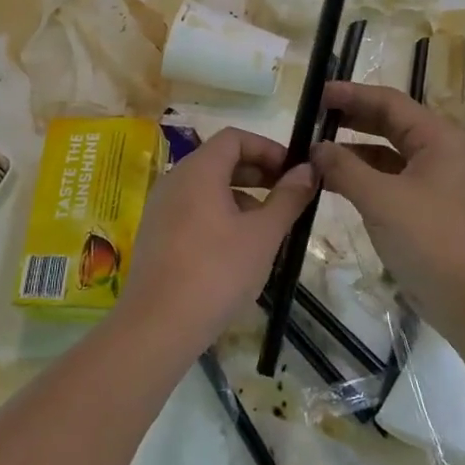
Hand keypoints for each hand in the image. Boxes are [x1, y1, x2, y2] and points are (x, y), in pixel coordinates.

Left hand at [120, 127, 318, 358]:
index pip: (235, 137)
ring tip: (268, 226)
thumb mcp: (263, 235)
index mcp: (198, 170)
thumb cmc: (217, 272)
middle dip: (257, 172)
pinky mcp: (156, 234)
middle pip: (220, 159)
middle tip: (287, 196)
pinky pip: (194, 209)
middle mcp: (175, 180)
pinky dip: (220, 214)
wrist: (158, 326)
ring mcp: (161, 208)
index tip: (293, 172)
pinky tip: (239, 248)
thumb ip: (288, 198)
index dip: (268, 148)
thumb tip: (307, 169)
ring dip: (241, 196)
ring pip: (207, 187)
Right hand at [310, 82, 464, 336]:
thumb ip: (345, 168)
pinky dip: (361, 177)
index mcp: (436, 138)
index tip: (316, 93)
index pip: (389, 101)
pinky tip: (332, 182)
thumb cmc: (431, 240)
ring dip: (352, 150)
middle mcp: (437, 151)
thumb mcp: (381, 200)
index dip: (351, 94)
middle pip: (388, 123)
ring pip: (386, 153)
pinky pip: (387, 180)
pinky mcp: (424, 208)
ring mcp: (432, 181)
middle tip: (311, 117)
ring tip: (313, 151)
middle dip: (350, 118)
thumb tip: (316, 148)